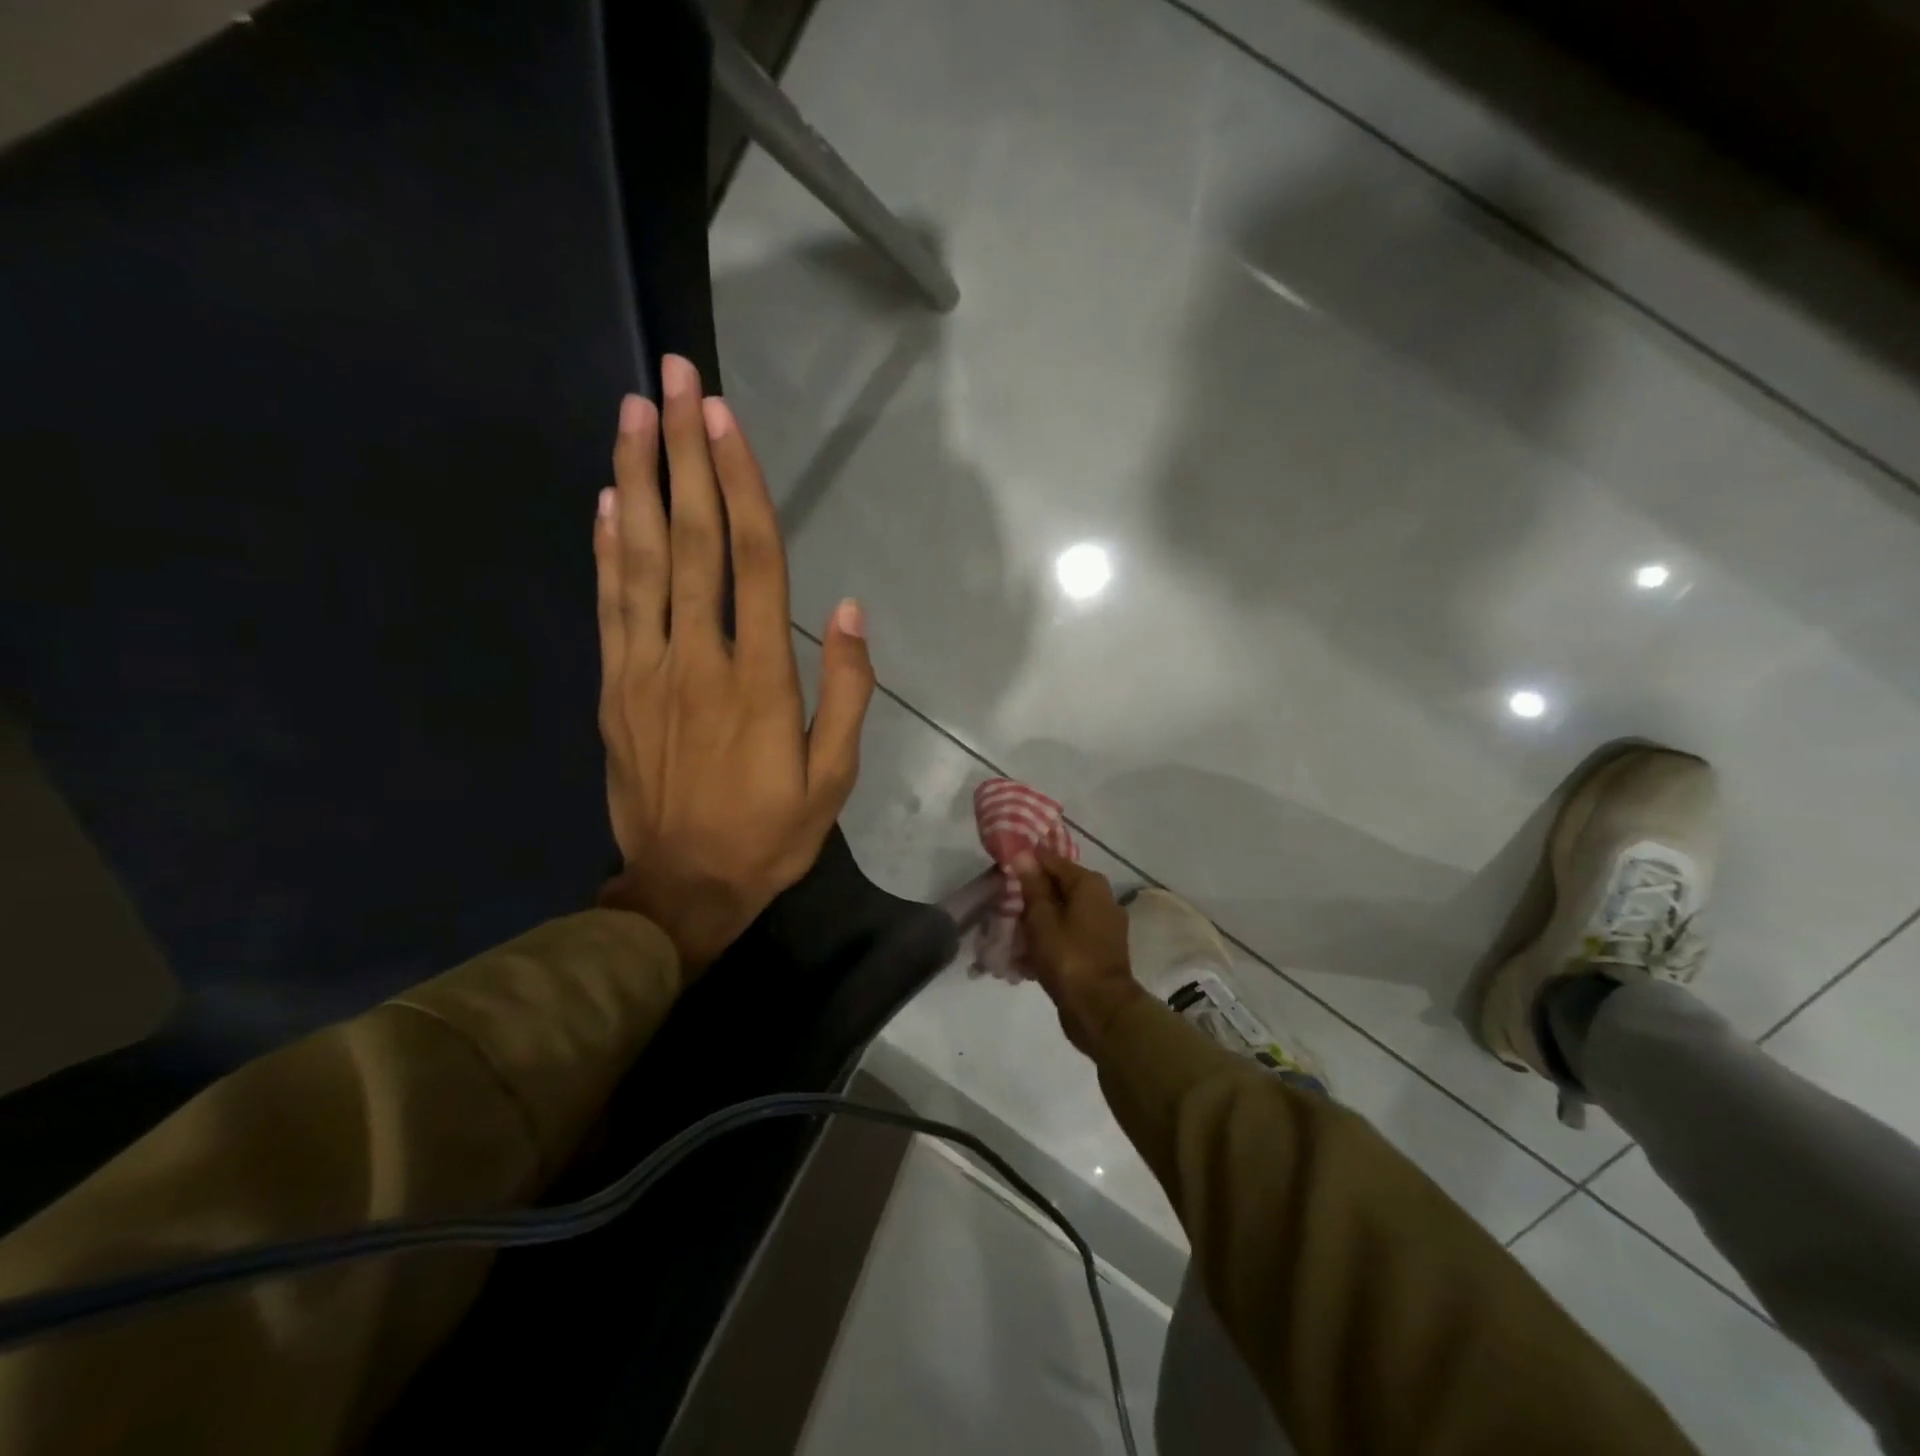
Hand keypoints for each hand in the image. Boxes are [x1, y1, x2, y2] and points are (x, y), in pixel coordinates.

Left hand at [593, 354, 874, 972]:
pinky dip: (605, 548)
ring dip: (636, 480)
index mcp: (759, 678)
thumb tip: (851, 612)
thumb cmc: (769, 835)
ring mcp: (645, 670)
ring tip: (632, 413)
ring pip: (639, 560)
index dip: (741, 484)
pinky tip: (607, 500)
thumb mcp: (833, 777)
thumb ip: (845, 692)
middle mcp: (697, 658)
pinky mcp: (614, 689)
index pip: (752, 560)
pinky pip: (608, 606)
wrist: (681, 890)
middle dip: (683, 453)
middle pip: (690, 539)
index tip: (725, 419)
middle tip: (673, 377)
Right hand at [1013, 849, 1143, 1054]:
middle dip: (1031, 896)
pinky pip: (1070, 934)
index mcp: (1089, 884)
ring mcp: (1104, 925)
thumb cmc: (1068, 958)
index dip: (1026, 863)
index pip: (1052, 860)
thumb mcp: (1042, 919)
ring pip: (1063, 912)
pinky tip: (1027, 954)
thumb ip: (1033, 885)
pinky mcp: (1100, 949)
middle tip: (1003, 906)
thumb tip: (1023, 854)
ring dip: (1038, 921)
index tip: (1002, 871)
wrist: (1101, 1010)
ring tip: (1011, 933)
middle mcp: (1102, 898)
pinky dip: (1051, 939)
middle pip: (1059, 887)